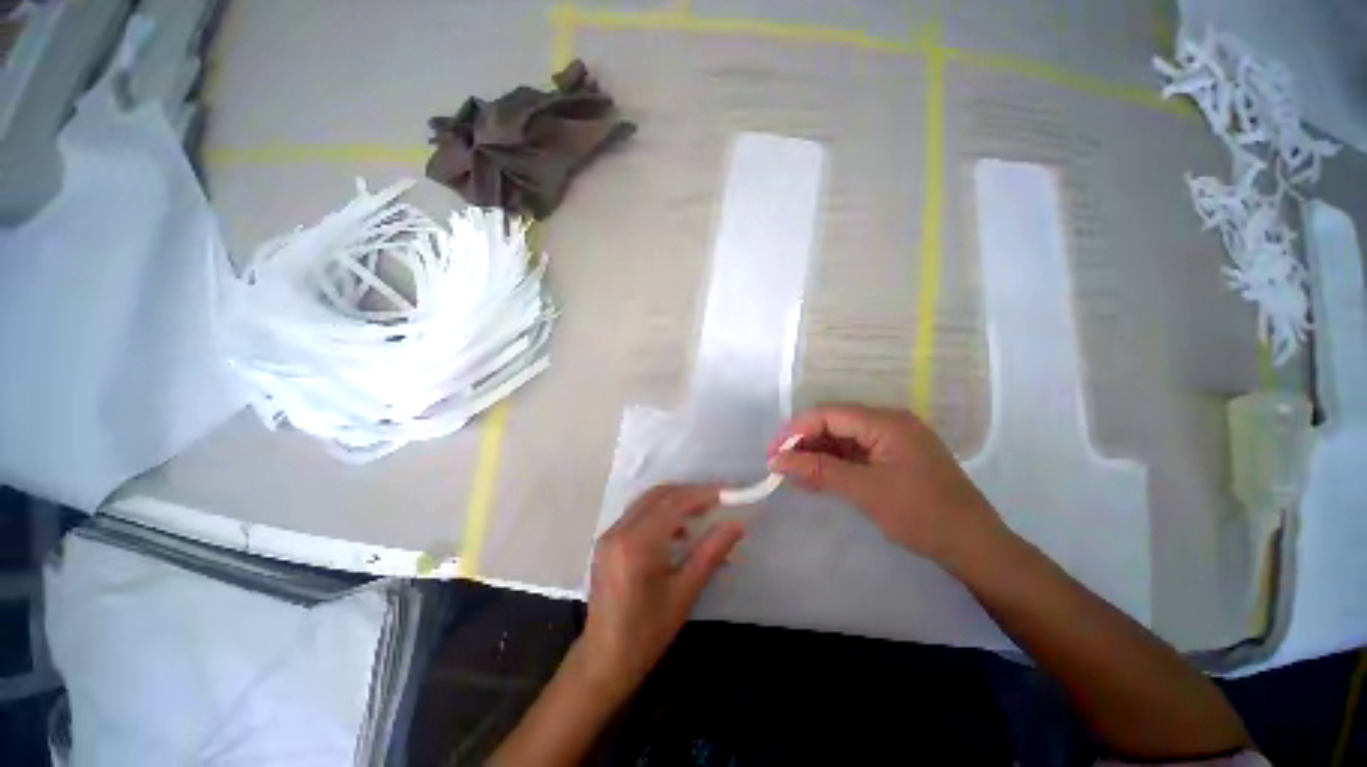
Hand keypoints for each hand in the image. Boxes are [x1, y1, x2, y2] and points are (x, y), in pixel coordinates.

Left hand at [582, 484, 743, 693]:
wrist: (604, 661)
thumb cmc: (647, 633)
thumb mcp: (684, 593)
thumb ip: (711, 553)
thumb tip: (736, 525)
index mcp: (636, 544)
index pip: (673, 503)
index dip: (701, 493)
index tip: (727, 492)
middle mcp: (619, 530)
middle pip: (658, 495)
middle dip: (689, 492)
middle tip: (717, 500)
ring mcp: (609, 534)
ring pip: (647, 501)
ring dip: (675, 500)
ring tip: (702, 512)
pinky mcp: (607, 541)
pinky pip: (638, 513)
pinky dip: (660, 512)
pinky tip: (678, 531)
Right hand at [769, 404, 1004, 565]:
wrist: (975, 547)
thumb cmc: (922, 516)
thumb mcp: (865, 491)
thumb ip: (819, 471)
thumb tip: (778, 461)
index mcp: (886, 422)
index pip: (828, 414)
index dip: (796, 430)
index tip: (773, 453)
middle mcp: (889, 422)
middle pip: (834, 423)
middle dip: (804, 443)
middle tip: (781, 466)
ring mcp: (893, 440)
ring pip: (843, 438)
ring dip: (817, 455)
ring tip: (794, 476)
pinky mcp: (894, 457)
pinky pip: (856, 452)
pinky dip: (834, 464)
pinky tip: (817, 479)